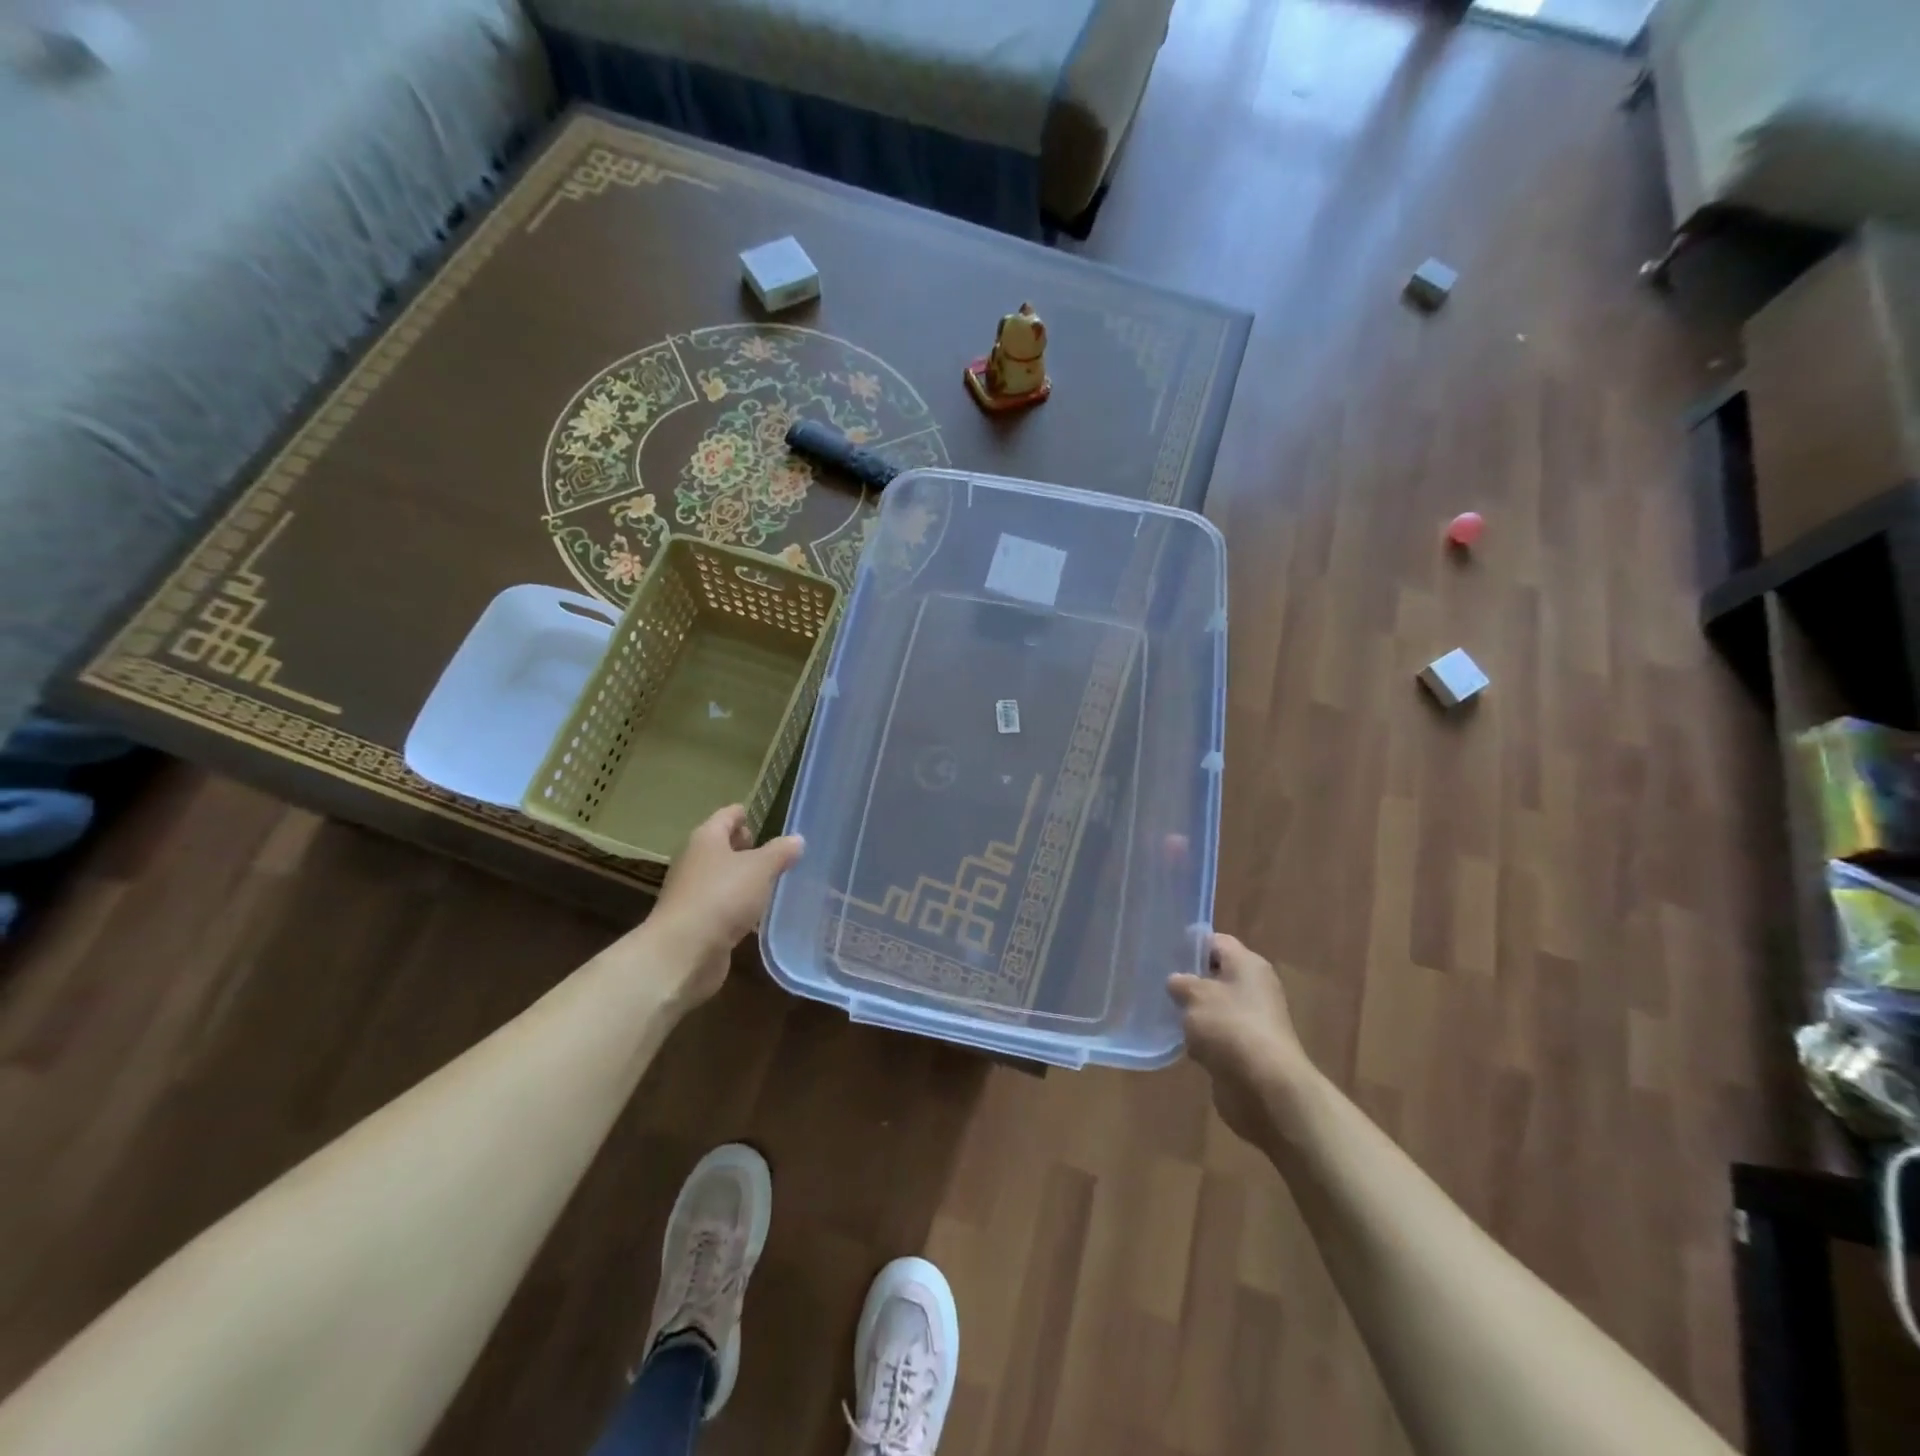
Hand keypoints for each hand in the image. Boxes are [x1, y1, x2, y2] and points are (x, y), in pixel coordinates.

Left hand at [644, 806, 803, 1008]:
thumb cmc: (722, 897)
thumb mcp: (760, 869)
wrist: (683, 952)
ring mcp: (693, 893)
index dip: (744, 814)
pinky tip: (757, 913)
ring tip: (772, 882)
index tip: (762, 818)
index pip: (727, 816)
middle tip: (774, 852)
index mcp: (707, 839)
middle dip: (746, 848)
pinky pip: (722, 904)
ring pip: (722, 877)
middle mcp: (695, 861)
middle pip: (722, 846)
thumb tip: (797, 839)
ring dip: (743, 879)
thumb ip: (780, 852)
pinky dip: (738, 905)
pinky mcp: (696, 922)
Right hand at [1169, 933, 1312, 1144]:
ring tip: (1164, 1012)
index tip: (1164, 954)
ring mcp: (1253, 1021)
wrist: (1265, 1088)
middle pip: (1217, 975)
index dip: (1190, 945)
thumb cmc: (1230, 1027)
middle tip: (1159, 984)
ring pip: (1216, 1007)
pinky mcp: (1248, 1050)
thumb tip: (1177, 982)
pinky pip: (1219, 1035)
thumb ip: (1181, 983)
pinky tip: (1182, 1043)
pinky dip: (1203, 1039)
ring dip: (1194, 1013)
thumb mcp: (1195, 995)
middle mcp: (1255, 988)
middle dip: (1189, 981)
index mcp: (1248, 964)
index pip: (1216, 942)